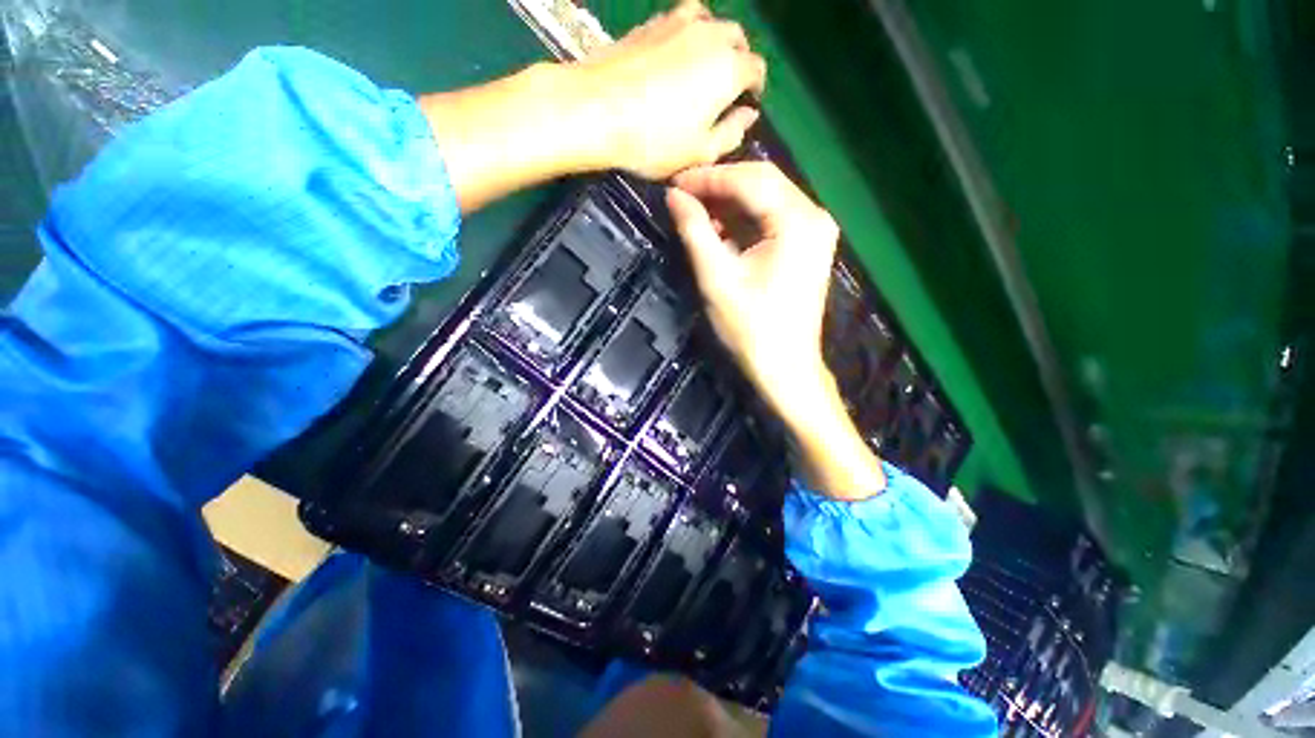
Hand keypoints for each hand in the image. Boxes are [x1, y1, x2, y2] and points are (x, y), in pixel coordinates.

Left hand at [568, 1, 766, 178]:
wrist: (596, 109)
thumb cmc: (654, 141)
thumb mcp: (700, 152)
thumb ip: (732, 133)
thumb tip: (748, 115)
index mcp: (728, 68)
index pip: (757, 69)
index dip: (755, 88)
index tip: (745, 104)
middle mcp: (710, 34)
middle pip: (736, 38)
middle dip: (737, 60)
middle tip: (724, 88)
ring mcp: (678, 21)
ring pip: (710, 22)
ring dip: (714, 42)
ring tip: (701, 67)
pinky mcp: (650, 22)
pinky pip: (681, 21)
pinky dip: (687, 36)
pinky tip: (674, 57)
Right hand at [666, 162, 837, 417]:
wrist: (785, 367)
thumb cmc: (751, 328)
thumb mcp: (717, 279)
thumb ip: (695, 232)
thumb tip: (673, 196)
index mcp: (797, 222)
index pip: (749, 180)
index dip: (708, 178)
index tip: (674, 183)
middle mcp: (814, 216)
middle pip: (763, 182)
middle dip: (720, 185)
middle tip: (683, 194)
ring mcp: (815, 231)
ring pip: (767, 198)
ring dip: (731, 202)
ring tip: (696, 210)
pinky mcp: (808, 245)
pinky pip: (773, 218)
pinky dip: (745, 219)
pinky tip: (720, 228)